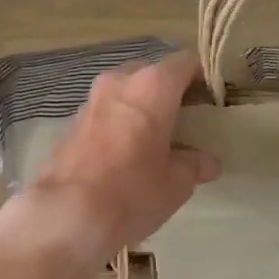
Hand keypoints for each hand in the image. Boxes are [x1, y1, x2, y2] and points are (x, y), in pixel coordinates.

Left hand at [0, 52, 219, 265]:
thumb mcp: (176, 183)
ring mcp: (89, 101)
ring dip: (140, 108)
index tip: (212, 100)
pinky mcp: (70, 124)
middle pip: (151, 74)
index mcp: (152, 86)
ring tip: (154, 138)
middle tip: (184, 120)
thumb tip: (206, 163)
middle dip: (168, 92)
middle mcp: (118, 83)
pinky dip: (117, 124)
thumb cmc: (132, 192)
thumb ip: (194, 165)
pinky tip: (124, 153)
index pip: (185, 63)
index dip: (202, 78)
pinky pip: (104, 114)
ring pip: (123, 93)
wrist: (66, 215)